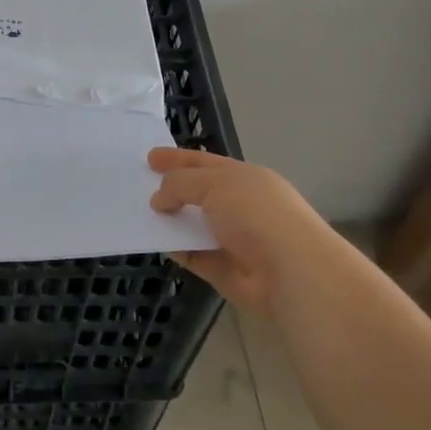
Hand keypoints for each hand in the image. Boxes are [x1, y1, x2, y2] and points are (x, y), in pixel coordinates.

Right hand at [149, 148, 344, 315]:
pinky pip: (194, 255)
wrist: (291, 271)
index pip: (204, 162)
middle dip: (172, 189)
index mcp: (244, 177)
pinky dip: (177, 249)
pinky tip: (157, 243)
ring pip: (194, 225)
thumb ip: (181, 184)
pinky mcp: (225, 270)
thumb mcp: (215, 184)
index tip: (150, 158)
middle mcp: (240, 205)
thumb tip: (158, 199)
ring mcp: (233, 239)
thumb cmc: (255, 214)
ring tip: (140, 214)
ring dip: (172, 220)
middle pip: (199, 193)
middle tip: (139, 186)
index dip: (177, 158)